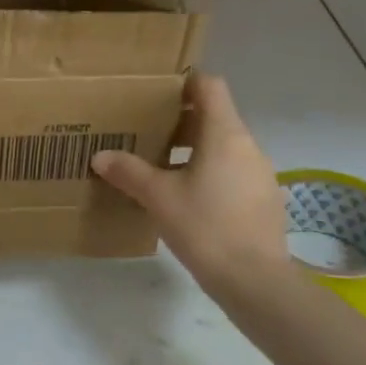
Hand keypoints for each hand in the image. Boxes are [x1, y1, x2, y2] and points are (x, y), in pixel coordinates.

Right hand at [91, 71, 291, 299]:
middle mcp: (248, 146)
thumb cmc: (206, 227)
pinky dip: (210, 174)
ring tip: (161, 167)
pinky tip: (187, 199)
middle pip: (214, 117)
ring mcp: (260, 174)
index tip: (156, 93)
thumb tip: (101, 156)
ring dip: (194, 150)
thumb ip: (129, 172)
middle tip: (146, 131)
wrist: (256, 282)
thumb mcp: (159, 197)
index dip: (184, 82)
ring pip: (223, 147)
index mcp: (224, 134)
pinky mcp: (264, 200)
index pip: (209, 86)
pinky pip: (233, 173)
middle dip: (180, 121)